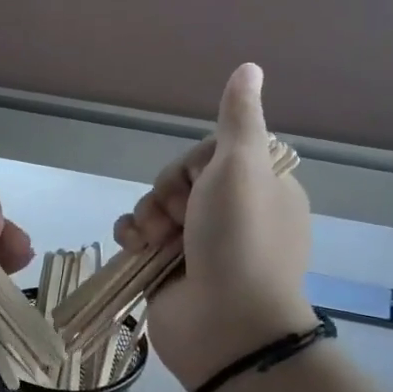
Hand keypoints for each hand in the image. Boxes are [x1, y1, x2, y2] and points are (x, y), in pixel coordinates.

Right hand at [113, 64, 314, 390]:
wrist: (225, 323)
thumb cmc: (239, 239)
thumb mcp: (242, 167)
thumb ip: (239, 118)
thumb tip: (250, 67)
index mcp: (260, 188)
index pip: (212, 154)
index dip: (193, 164)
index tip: (199, 182)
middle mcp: (232, 214)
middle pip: (180, 179)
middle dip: (168, 194)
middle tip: (178, 217)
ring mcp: (200, 245)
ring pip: (156, 206)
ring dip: (147, 216)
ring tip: (152, 240)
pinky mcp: (170, 270)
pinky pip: (141, 236)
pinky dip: (132, 236)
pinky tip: (134, 247)